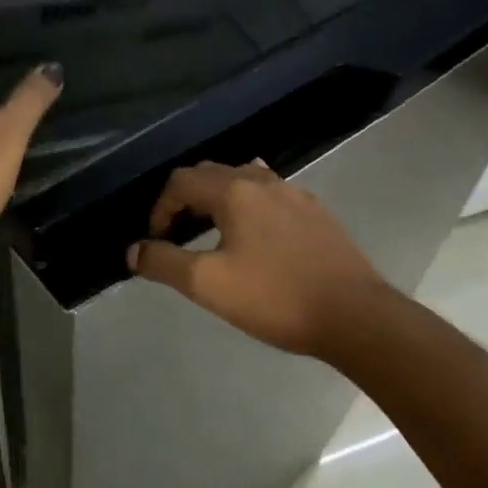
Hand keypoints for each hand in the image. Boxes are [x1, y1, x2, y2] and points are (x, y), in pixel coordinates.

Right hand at [127, 161, 390, 357]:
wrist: (354, 315)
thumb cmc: (275, 297)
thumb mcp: (209, 284)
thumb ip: (164, 263)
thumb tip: (134, 250)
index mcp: (235, 190)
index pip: (182, 181)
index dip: (160, 208)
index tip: (158, 241)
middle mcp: (264, 180)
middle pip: (212, 173)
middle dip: (187, 199)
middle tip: (179, 235)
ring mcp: (295, 193)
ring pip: (244, 180)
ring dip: (219, 199)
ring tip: (214, 232)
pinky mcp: (316, 212)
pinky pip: (271, 194)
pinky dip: (249, 205)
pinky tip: (257, 237)